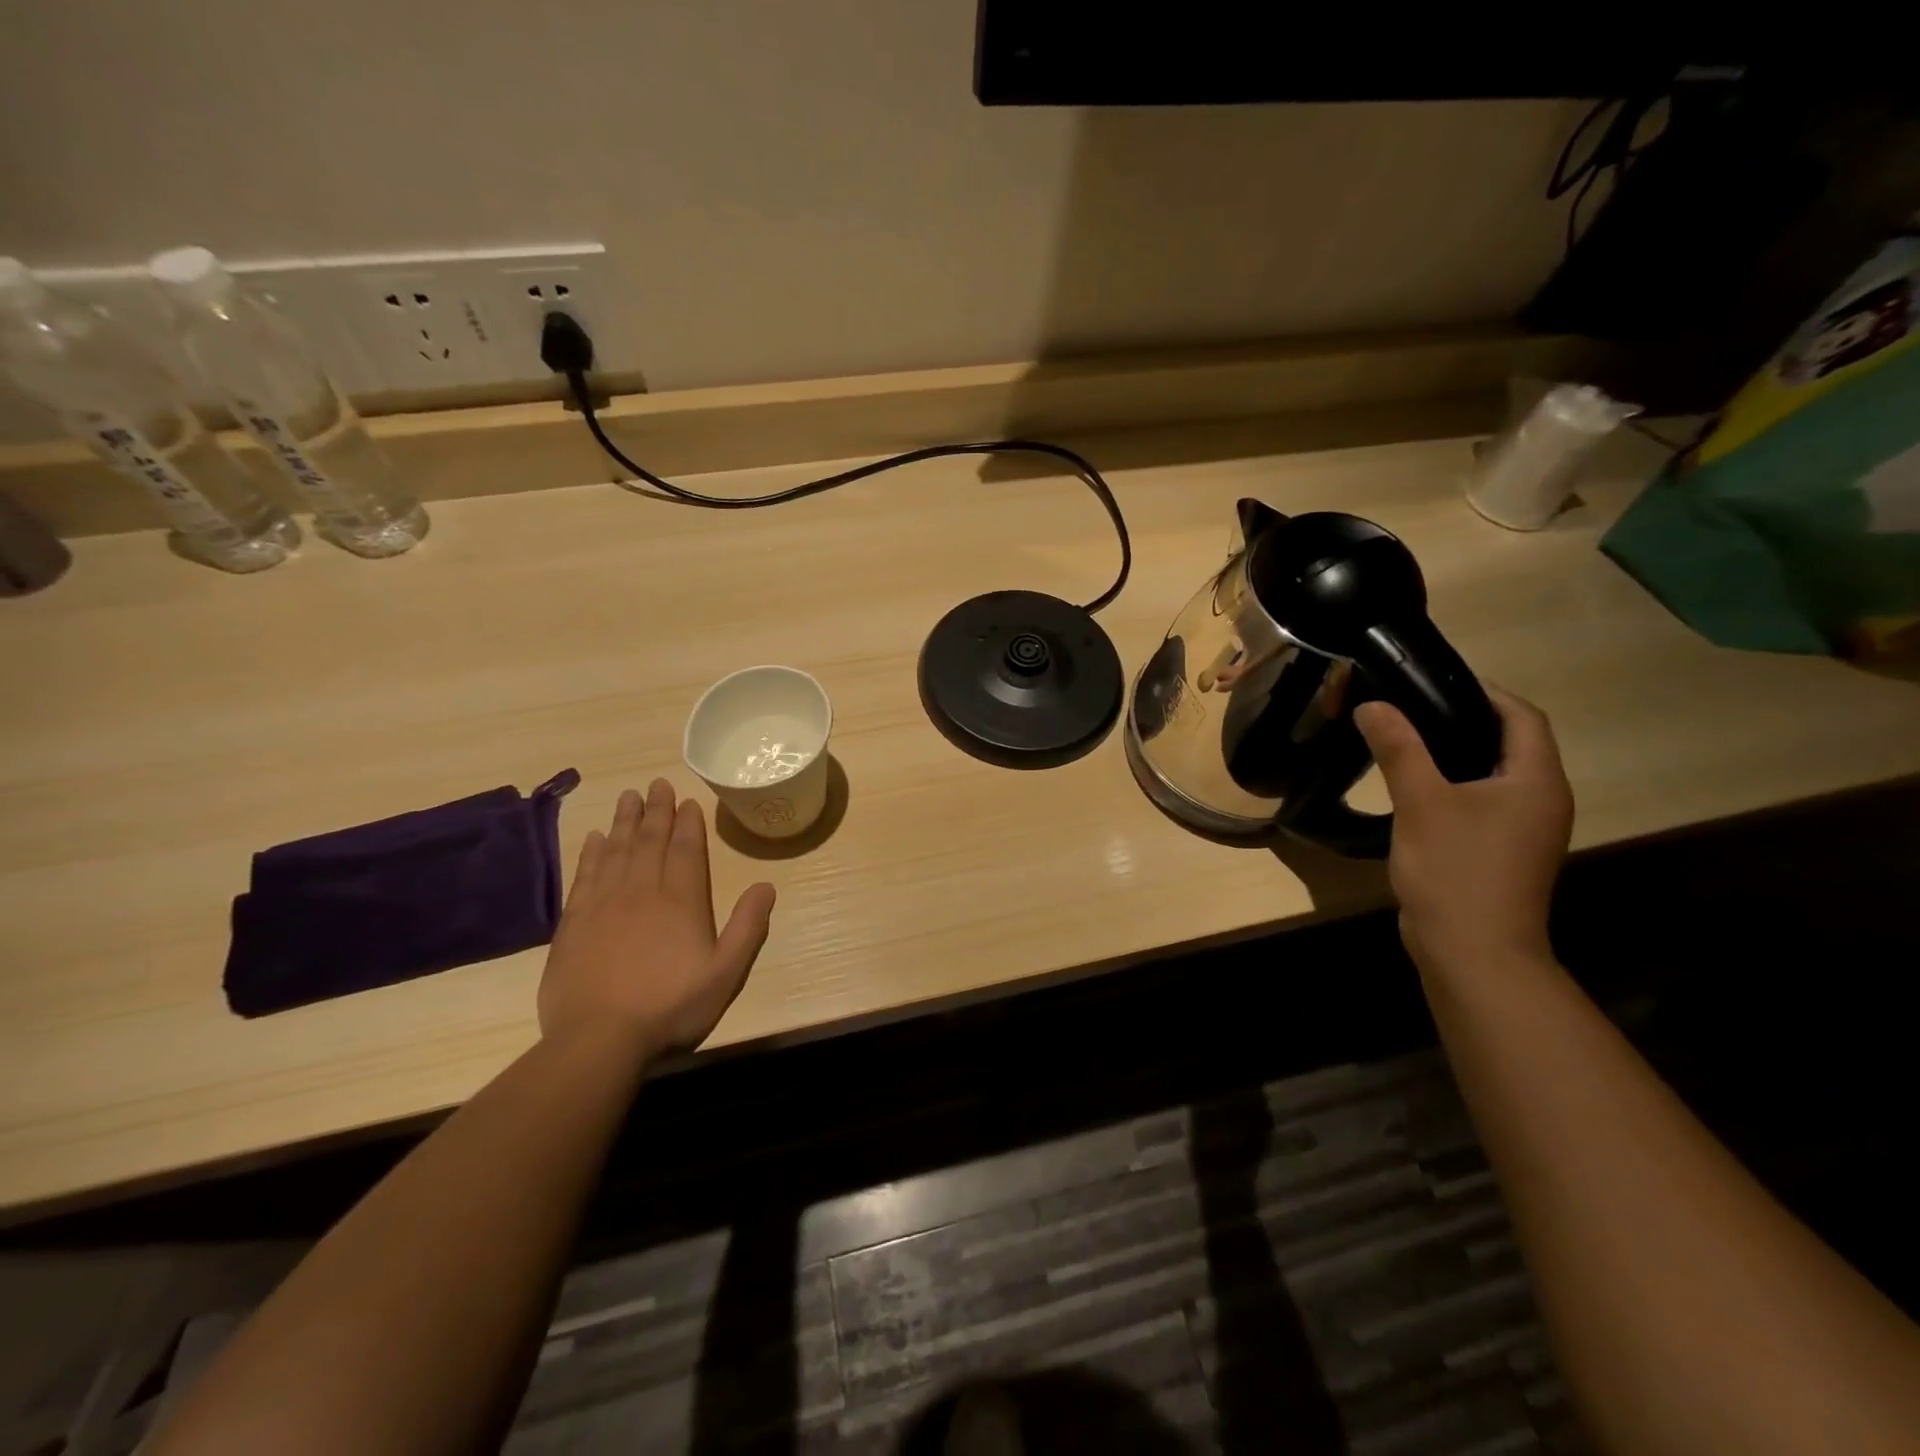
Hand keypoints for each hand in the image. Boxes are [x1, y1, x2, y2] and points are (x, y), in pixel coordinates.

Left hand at [538, 778, 775, 1060]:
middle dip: (656, 811)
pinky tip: (594, 838)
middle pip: (650, 841)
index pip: (686, 850)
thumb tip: (767, 886)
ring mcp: (604, 904)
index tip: (688, 800)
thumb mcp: (725, 973)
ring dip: (624, 821)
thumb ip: (748, 927)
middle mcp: (642, 891)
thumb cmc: (670, 1006)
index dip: (689, 823)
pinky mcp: (574, 922)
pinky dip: (591, 852)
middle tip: (657, 784)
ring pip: (616, 850)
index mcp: (681, 901)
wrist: (598, 1039)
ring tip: (628, 796)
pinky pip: (585, 875)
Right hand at [1355, 689, 1572, 975]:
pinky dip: (1450, 784)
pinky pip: (1480, 802)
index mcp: (1536, 780)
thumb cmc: (1456, 870)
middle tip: (1406, 706)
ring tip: (1402, 739)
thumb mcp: (1422, 802)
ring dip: (1453, 753)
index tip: (1430, 679)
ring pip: (1491, 774)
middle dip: (1461, 718)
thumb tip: (1372, 704)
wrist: (1472, 953)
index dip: (1483, 691)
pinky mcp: (1500, 852)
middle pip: (1509, 742)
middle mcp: (1540, 799)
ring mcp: (1523, 830)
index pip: (1521, 716)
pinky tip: (1412, 787)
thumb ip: (1398, 748)